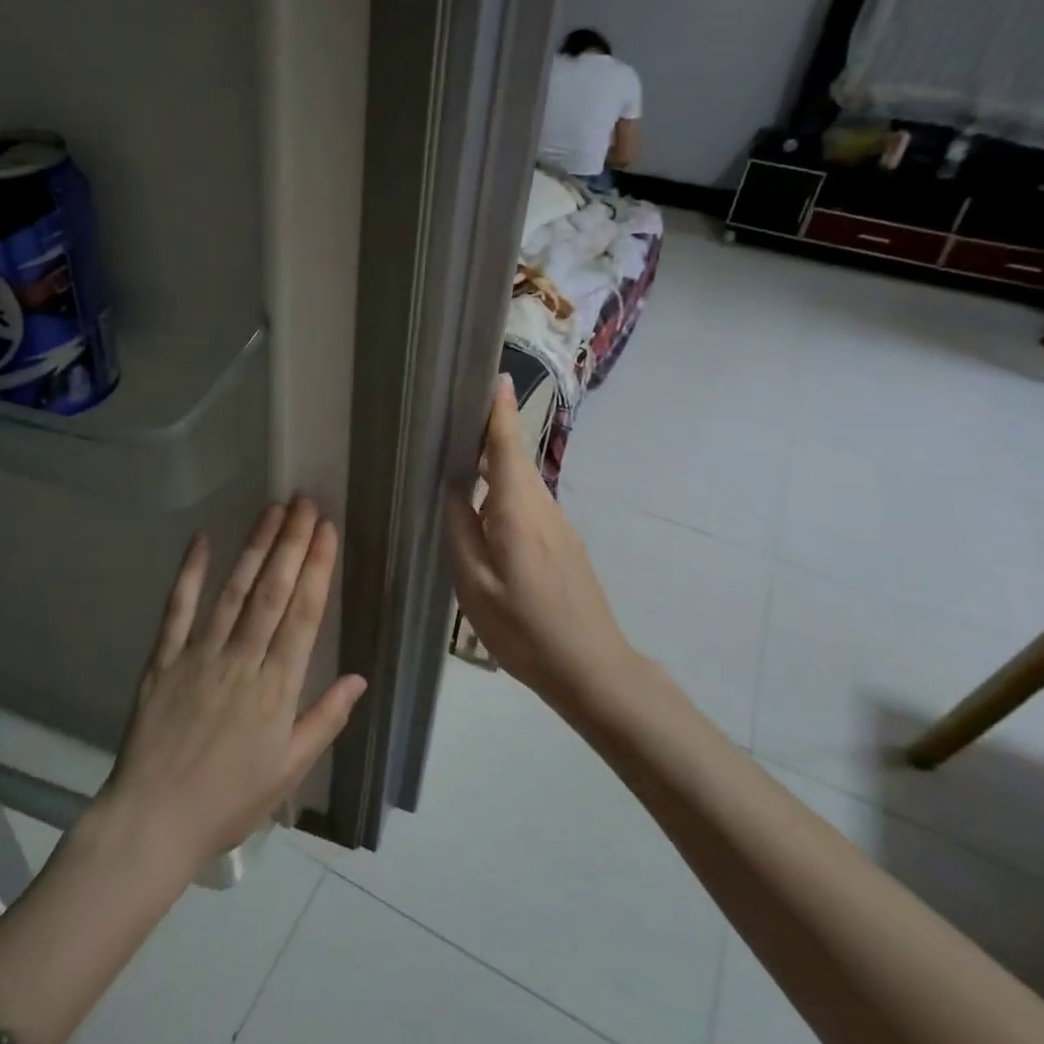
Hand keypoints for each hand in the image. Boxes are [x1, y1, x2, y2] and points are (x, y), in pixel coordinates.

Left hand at [101, 497, 367, 870]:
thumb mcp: (288, 771)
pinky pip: (177, 610)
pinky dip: (190, 573)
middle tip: (305, 503)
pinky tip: (202, 539)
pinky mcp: (164, 660)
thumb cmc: (228, 801)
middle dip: (291, 543)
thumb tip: (358, 678)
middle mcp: (241, 661)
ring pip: (233, 592)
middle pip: (272, 592)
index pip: (303, 616)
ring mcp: (199, 656)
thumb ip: (324, 720)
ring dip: (254, 548)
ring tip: (272, 510)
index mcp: (276, 689)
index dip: (316, 569)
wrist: (153, 822)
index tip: (327, 531)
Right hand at [445, 376, 633, 704]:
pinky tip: (487, 509)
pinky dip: (508, 491)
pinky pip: (530, 503)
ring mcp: (559, 526)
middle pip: (516, 459)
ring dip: (498, 463)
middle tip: (459, 416)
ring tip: (465, 456)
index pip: (508, 447)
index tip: (495, 376)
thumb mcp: (474, 585)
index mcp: (518, 511)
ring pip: (524, 483)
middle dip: (493, 433)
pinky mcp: (565, 544)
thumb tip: (452, 489)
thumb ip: (460, 531)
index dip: (500, 411)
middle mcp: (543, 508)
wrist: (591, 667)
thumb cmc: (524, 628)